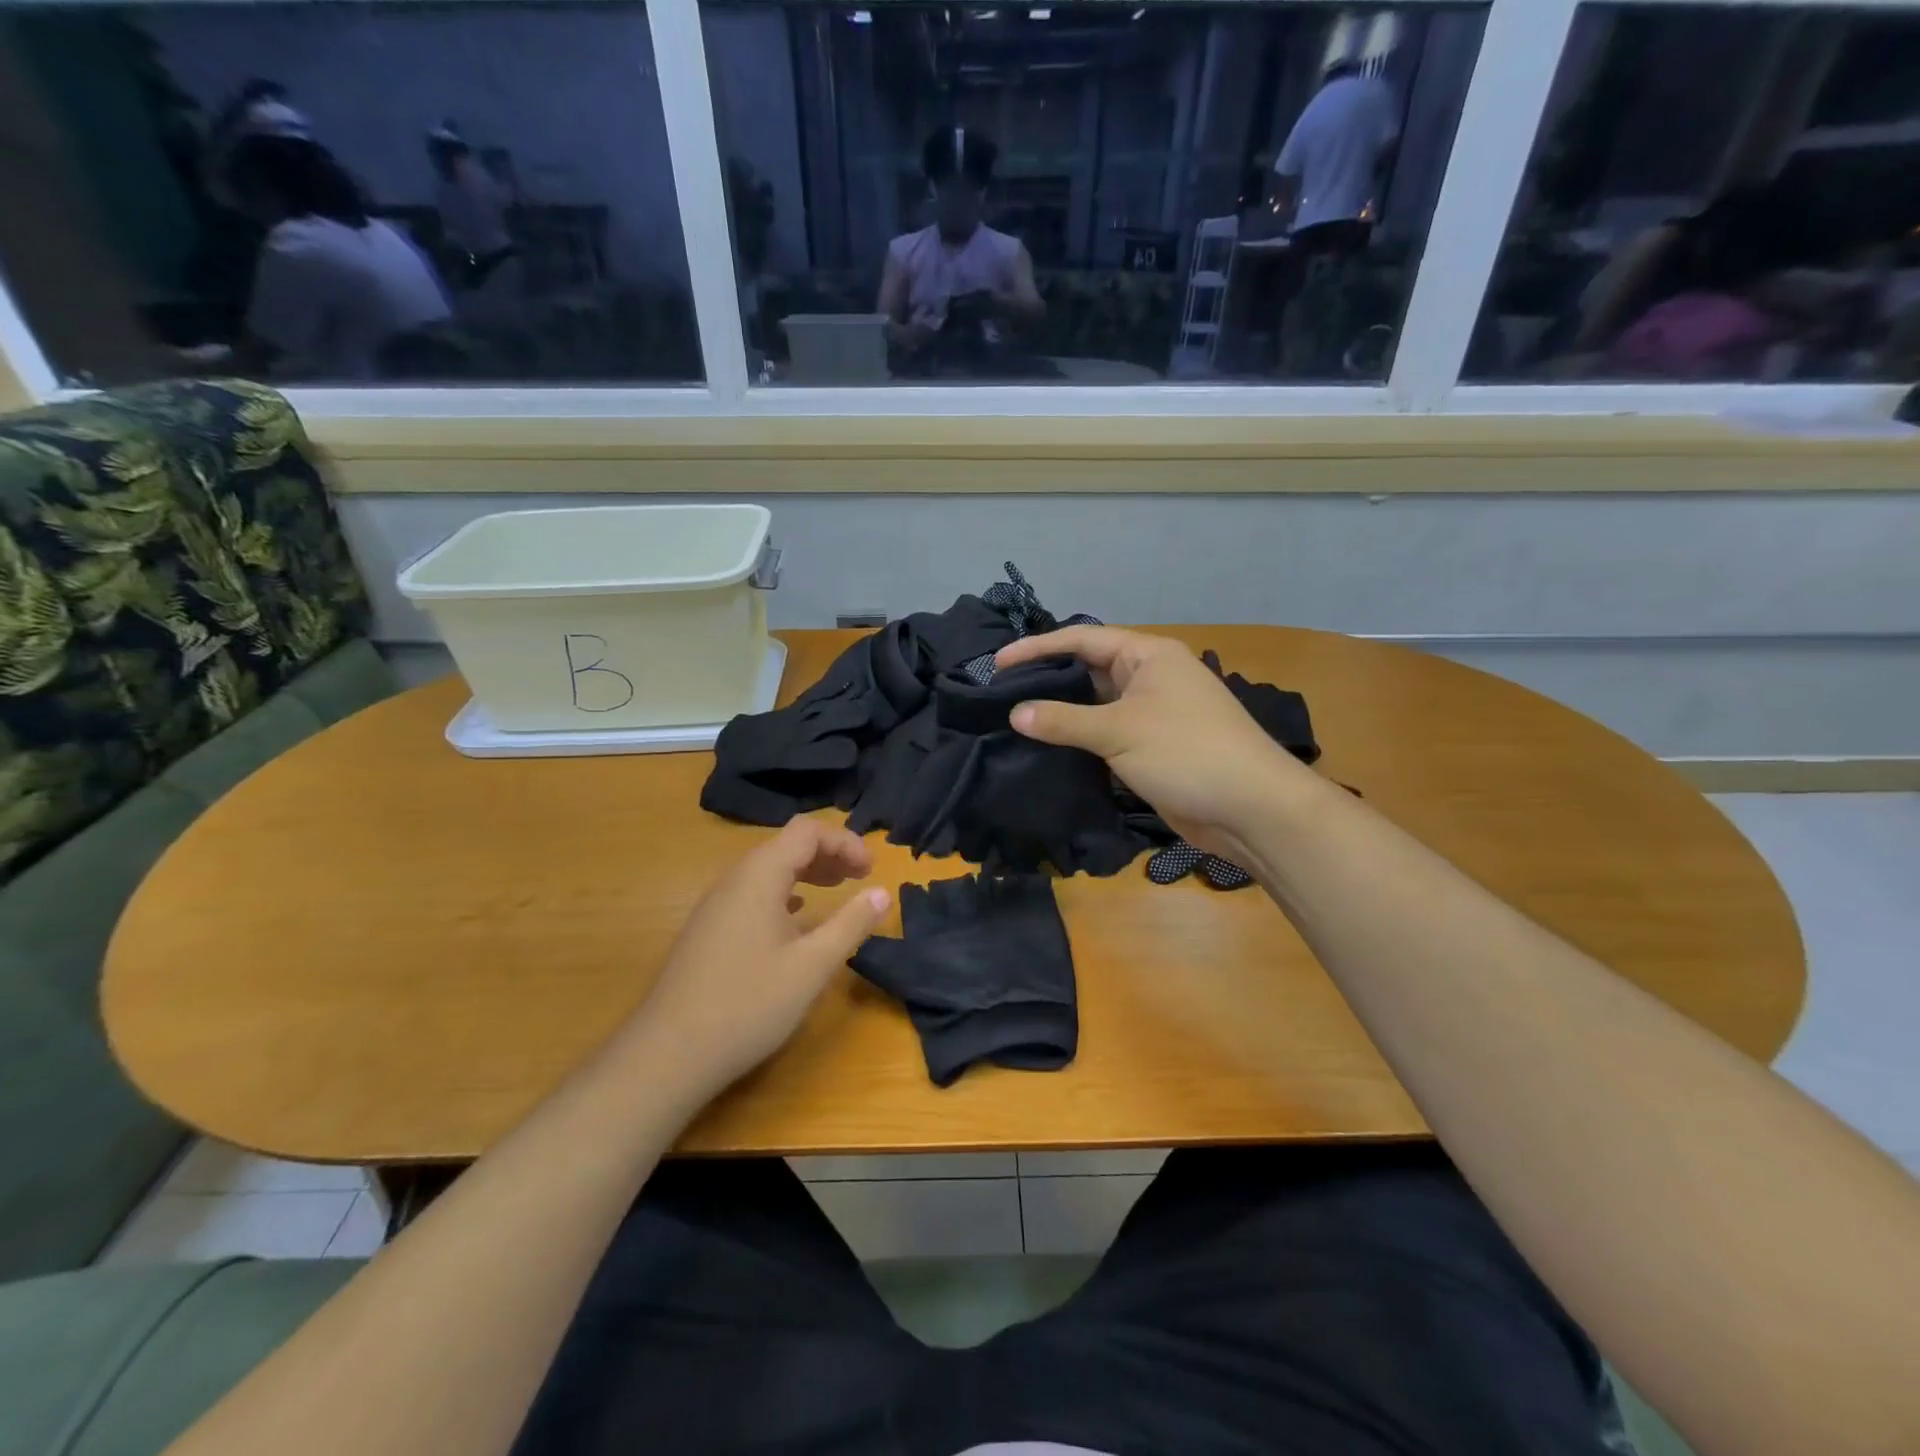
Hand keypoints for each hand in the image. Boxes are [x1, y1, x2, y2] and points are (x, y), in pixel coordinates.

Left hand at [626, 817, 889, 1105]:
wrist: (668, 1054)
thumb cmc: (748, 1004)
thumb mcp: (812, 966)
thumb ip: (850, 924)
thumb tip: (882, 892)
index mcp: (760, 875)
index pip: (808, 831)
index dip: (845, 841)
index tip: (871, 871)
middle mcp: (735, 879)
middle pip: (787, 844)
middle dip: (829, 853)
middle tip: (860, 878)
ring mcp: (716, 904)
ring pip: (769, 868)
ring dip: (807, 871)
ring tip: (836, 890)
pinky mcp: (709, 929)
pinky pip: (753, 892)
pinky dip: (785, 892)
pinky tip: (796, 918)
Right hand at [995, 627, 1310, 862]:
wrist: (1251, 809)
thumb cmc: (1187, 752)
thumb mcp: (1119, 731)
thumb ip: (1063, 720)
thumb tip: (1016, 713)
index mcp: (1147, 655)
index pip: (1081, 639)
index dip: (1037, 648)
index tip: (997, 665)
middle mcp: (1149, 677)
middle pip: (1088, 670)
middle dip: (1047, 680)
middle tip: (1000, 695)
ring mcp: (1153, 713)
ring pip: (1096, 706)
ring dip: (1062, 714)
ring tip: (1015, 721)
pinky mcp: (1152, 748)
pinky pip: (1107, 735)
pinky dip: (1080, 740)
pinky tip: (1048, 749)